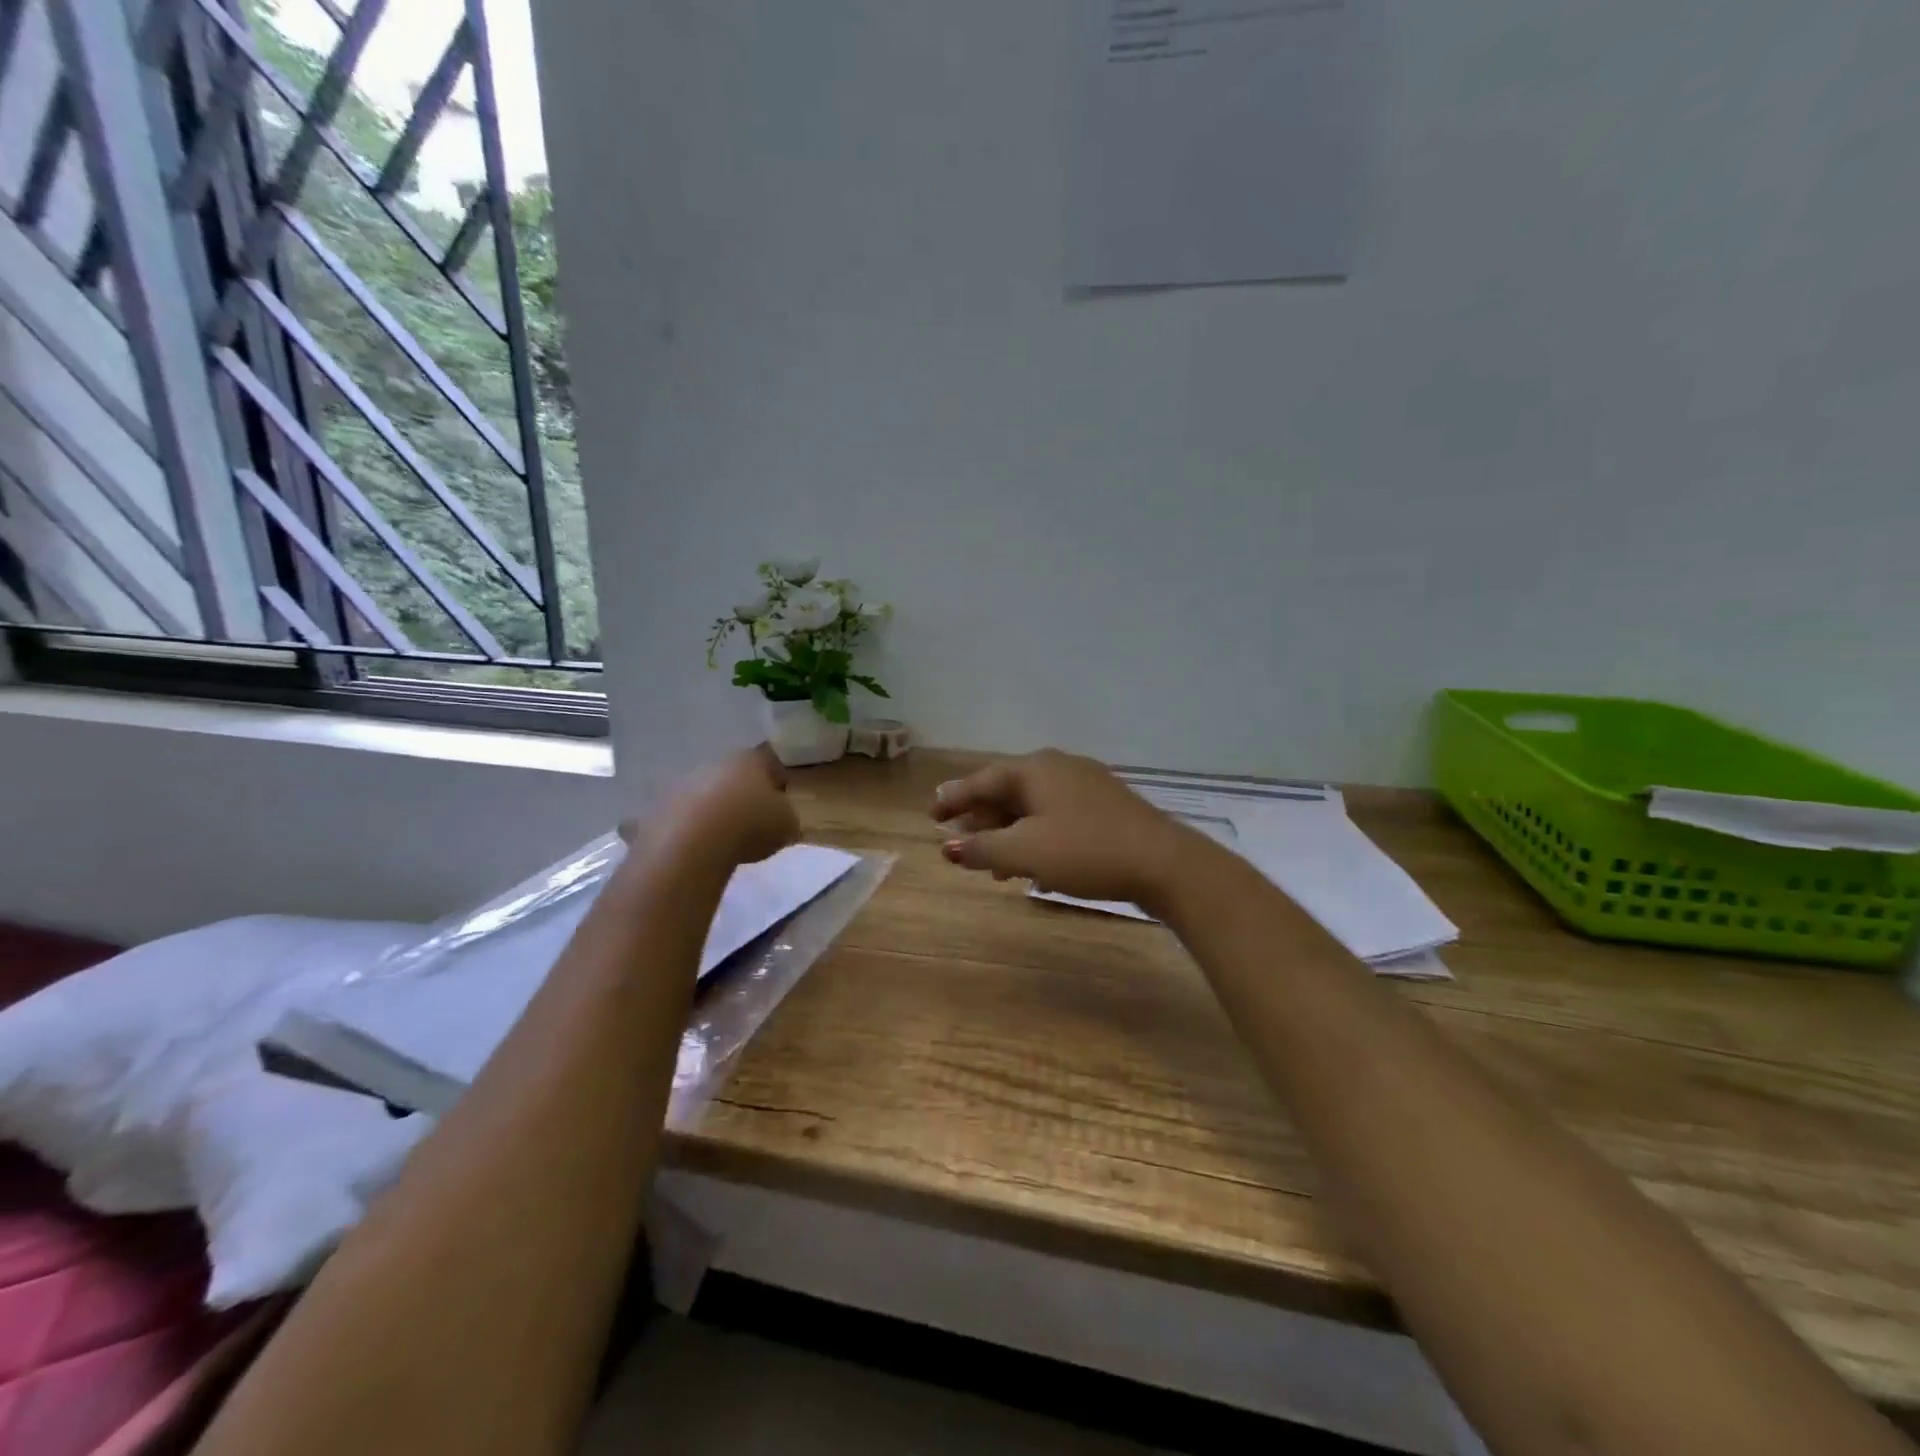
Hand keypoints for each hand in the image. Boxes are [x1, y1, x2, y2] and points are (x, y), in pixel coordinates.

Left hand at [629, 746, 800, 868]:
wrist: (694, 844)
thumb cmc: (751, 826)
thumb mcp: (788, 825)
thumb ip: (786, 817)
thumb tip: (780, 818)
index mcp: (749, 760)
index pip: (768, 762)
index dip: (777, 779)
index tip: (781, 798)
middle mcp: (713, 764)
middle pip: (730, 775)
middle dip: (738, 792)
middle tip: (749, 817)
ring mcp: (679, 785)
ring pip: (699, 793)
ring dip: (707, 807)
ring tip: (717, 834)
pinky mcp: (654, 809)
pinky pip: (672, 818)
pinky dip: (678, 828)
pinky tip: (687, 846)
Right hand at [931, 750, 1200, 908]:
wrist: (1162, 862)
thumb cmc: (1084, 851)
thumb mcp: (1024, 853)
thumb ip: (981, 849)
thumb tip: (947, 847)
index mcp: (1034, 769)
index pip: (981, 780)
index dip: (953, 798)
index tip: (930, 815)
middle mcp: (1058, 766)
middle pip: (1007, 790)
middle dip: (982, 819)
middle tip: (960, 843)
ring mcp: (1085, 783)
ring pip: (1033, 805)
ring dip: (1009, 833)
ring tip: (994, 868)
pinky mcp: (1105, 804)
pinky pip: (1056, 814)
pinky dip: (1036, 835)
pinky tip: (1036, 864)